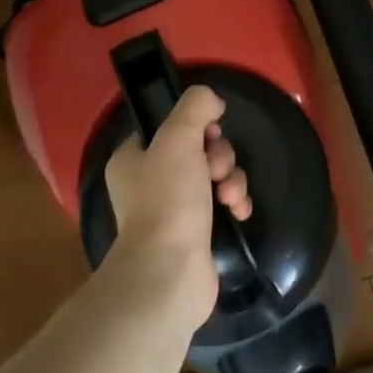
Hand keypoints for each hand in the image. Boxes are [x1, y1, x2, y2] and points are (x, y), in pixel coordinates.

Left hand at [104, 86, 251, 329]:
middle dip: (219, 155)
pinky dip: (236, 202)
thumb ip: (195, 107)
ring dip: (231, 178)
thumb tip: (211, 100)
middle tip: (216, 170)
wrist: (170, 272)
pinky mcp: (198, 232)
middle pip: (199, 149)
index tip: (209, 132)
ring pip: (215, 175)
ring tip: (230, 196)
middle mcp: (150, 182)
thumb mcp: (177, 138)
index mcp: (133, 159)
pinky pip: (224, 203)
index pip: (169, 126)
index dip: (196, 125)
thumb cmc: (167, 199)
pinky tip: (239, 212)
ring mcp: (174, 209)